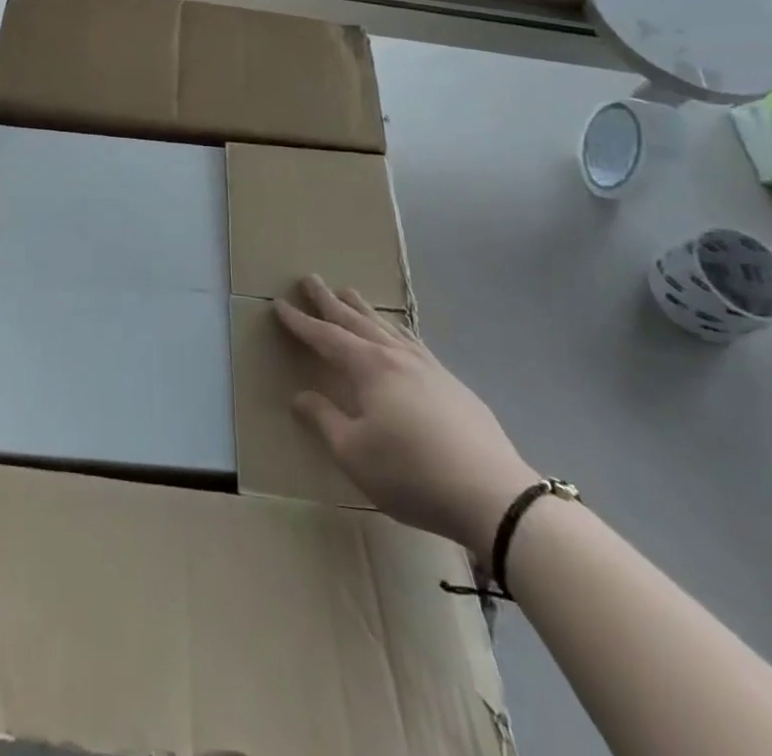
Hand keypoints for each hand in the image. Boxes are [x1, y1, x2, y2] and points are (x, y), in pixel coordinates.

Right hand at [276, 275, 536, 557]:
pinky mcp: (451, 382)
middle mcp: (396, 356)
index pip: (326, 337)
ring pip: (386, 325)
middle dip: (328, 300)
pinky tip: (397, 333)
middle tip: (310, 279)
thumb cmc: (412, 473)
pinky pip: (412, 340)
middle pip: (355, 320)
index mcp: (369, 368)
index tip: (280, 303)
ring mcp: (427, 366)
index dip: (300, 322)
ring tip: (348, 292)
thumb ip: (324, 420)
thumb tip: (300, 396)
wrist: (492, 494)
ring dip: (362, 308)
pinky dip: (395, 328)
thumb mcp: (354, 453)